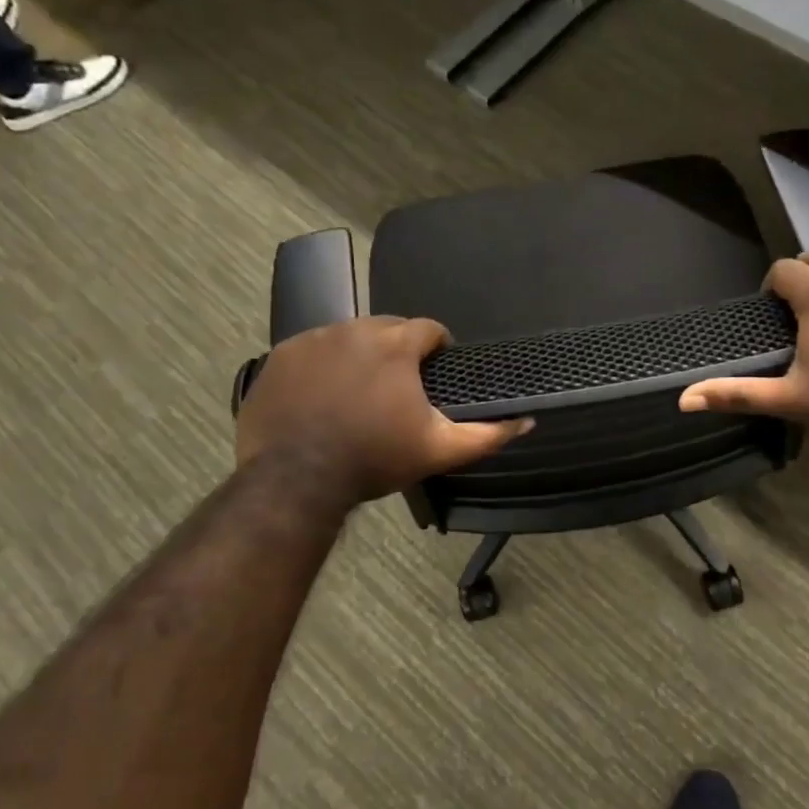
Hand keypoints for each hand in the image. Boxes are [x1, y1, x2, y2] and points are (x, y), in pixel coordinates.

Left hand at [235, 317, 531, 503]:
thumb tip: (527, 420)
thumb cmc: (374, 459)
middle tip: (398, 387)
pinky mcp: (281, 356)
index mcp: (395, 344)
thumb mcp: (439, 450)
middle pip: (388, 328)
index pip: (429, 329)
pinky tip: (324, 396)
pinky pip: (313, 350)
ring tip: (360, 392)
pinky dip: (324, 365)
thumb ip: (487, 434)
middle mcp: (354, 329)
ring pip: (349, 336)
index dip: (438, 348)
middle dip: (398, 350)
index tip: (435, 372)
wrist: (295, 480)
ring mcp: (313, 340)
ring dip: (361, 355)